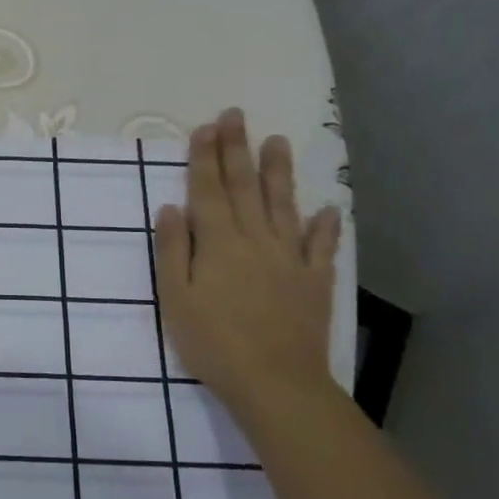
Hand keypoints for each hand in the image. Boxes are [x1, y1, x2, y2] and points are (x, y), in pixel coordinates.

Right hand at [155, 108, 342, 416]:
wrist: (274, 382)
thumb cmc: (212, 342)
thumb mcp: (174, 297)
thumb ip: (172, 250)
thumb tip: (171, 207)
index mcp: (218, 242)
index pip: (208, 189)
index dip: (205, 156)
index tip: (207, 126)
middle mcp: (256, 239)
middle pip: (244, 187)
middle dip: (237, 149)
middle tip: (236, 116)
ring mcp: (290, 259)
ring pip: (283, 205)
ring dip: (278, 172)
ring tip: (278, 141)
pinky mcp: (314, 282)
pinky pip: (321, 247)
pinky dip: (324, 227)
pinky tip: (327, 210)